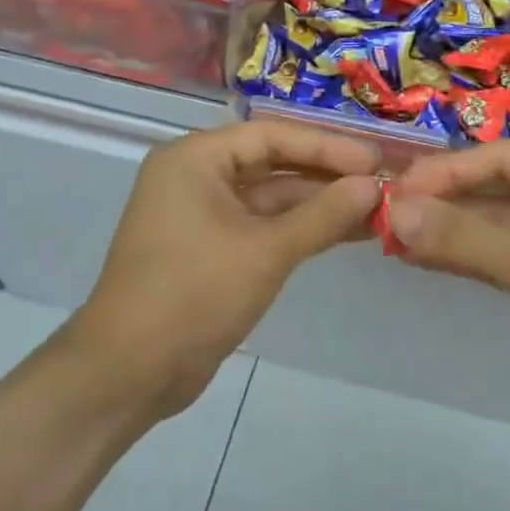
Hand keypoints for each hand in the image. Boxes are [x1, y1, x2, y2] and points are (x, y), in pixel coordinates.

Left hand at [70, 122, 380, 418]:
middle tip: (381, 182)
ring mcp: (204, 213)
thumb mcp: (265, 251)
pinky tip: (346, 232)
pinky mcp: (212, 248)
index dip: (327, 146)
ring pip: (272, 197)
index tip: (375, 160)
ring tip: (375, 209)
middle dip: (327, 175)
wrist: (128, 374)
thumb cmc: (193, 294)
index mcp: (196, 158)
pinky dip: (301, 229)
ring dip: (320, 204)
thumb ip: (323, 215)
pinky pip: (263, 225)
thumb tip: (372, 186)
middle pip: (274, 163)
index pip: (273, 136)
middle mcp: (197, 176)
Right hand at [389, 143, 509, 436]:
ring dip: (453, 230)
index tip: (396, 190)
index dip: (445, 171)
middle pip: (497, 187)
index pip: (499, 158)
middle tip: (389, 215)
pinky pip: (509, 253)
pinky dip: (472, 256)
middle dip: (445, 201)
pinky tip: (429, 260)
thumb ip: (466, 238)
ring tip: (396, 238)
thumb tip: (397, 211)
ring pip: (499, 222)